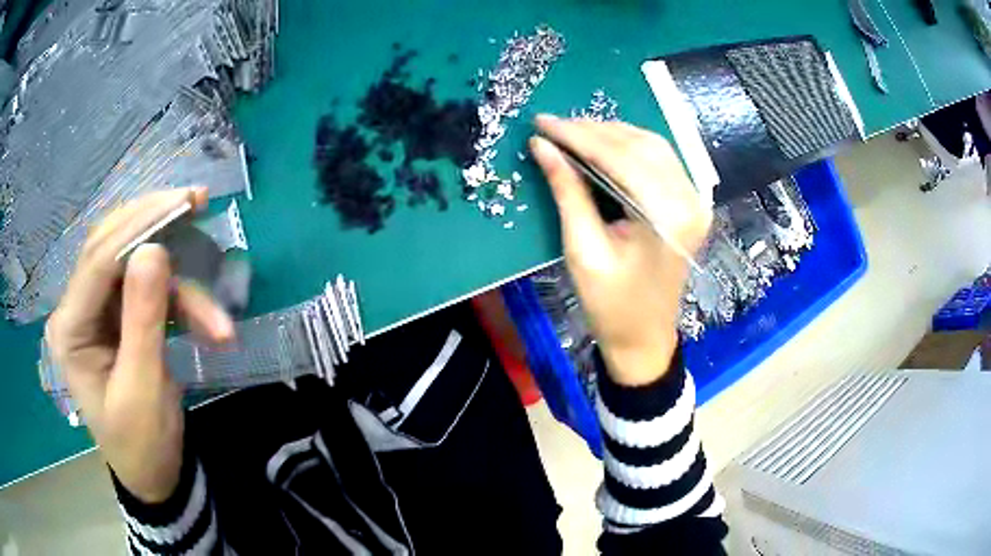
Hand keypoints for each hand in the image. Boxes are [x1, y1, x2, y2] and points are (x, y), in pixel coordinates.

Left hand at [45, 188, 234, 502]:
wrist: (153, 475)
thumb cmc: (142, 444)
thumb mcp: (143, 390)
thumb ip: (143, 320)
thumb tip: (155, 250)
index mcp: (70, 329)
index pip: (98, 260)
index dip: (138, 225)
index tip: (182, 201)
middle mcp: (78, 308)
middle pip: (113, 245)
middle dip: (155, 225)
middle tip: (198, 201)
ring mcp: (99, 310)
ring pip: (137, 267)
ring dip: (181, 287)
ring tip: (218, 323)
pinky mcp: (120, 316)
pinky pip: (150, 290)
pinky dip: (182, 301)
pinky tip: (208, 323)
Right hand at [531, 116, 711, 385]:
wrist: (645, 337)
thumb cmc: (611, 305)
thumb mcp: (582, 250)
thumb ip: (567, 192)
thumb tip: (542, 146)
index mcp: (666, 217)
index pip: (620, 158)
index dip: (578, 136)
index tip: (542, 123)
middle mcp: (689, 201)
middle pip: (640, 145)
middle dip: (593, 130)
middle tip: (553, 125)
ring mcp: (695, 201)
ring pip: (652, 146)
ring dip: (612, 134)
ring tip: (573, 133)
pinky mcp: (691, 203)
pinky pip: (660, 160)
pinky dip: (630, 146)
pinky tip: (603, 145)